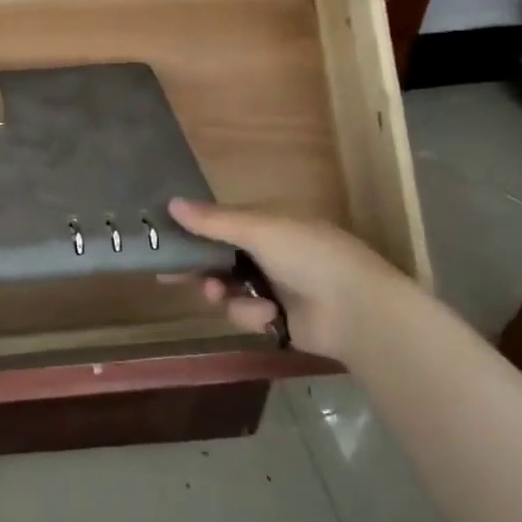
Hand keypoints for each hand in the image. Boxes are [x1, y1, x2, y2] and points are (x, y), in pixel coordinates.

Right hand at [167, 199, 409, 364]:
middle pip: (218, 259)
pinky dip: (251, 314)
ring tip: (222, 295)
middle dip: (199, 269)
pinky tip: (268, 315)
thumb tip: (170, 203)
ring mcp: (272, 287)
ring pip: (226, 289)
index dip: (192, 231)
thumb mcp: (258, 229)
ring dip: (222, 293)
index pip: (220, 223)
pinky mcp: (275, 319)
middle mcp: (268, 253)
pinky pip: (244, 314)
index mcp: (268, 223)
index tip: (164, 240)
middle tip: (169, 277)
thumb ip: (212, 220)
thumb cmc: (308, 255)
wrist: (357, 311)